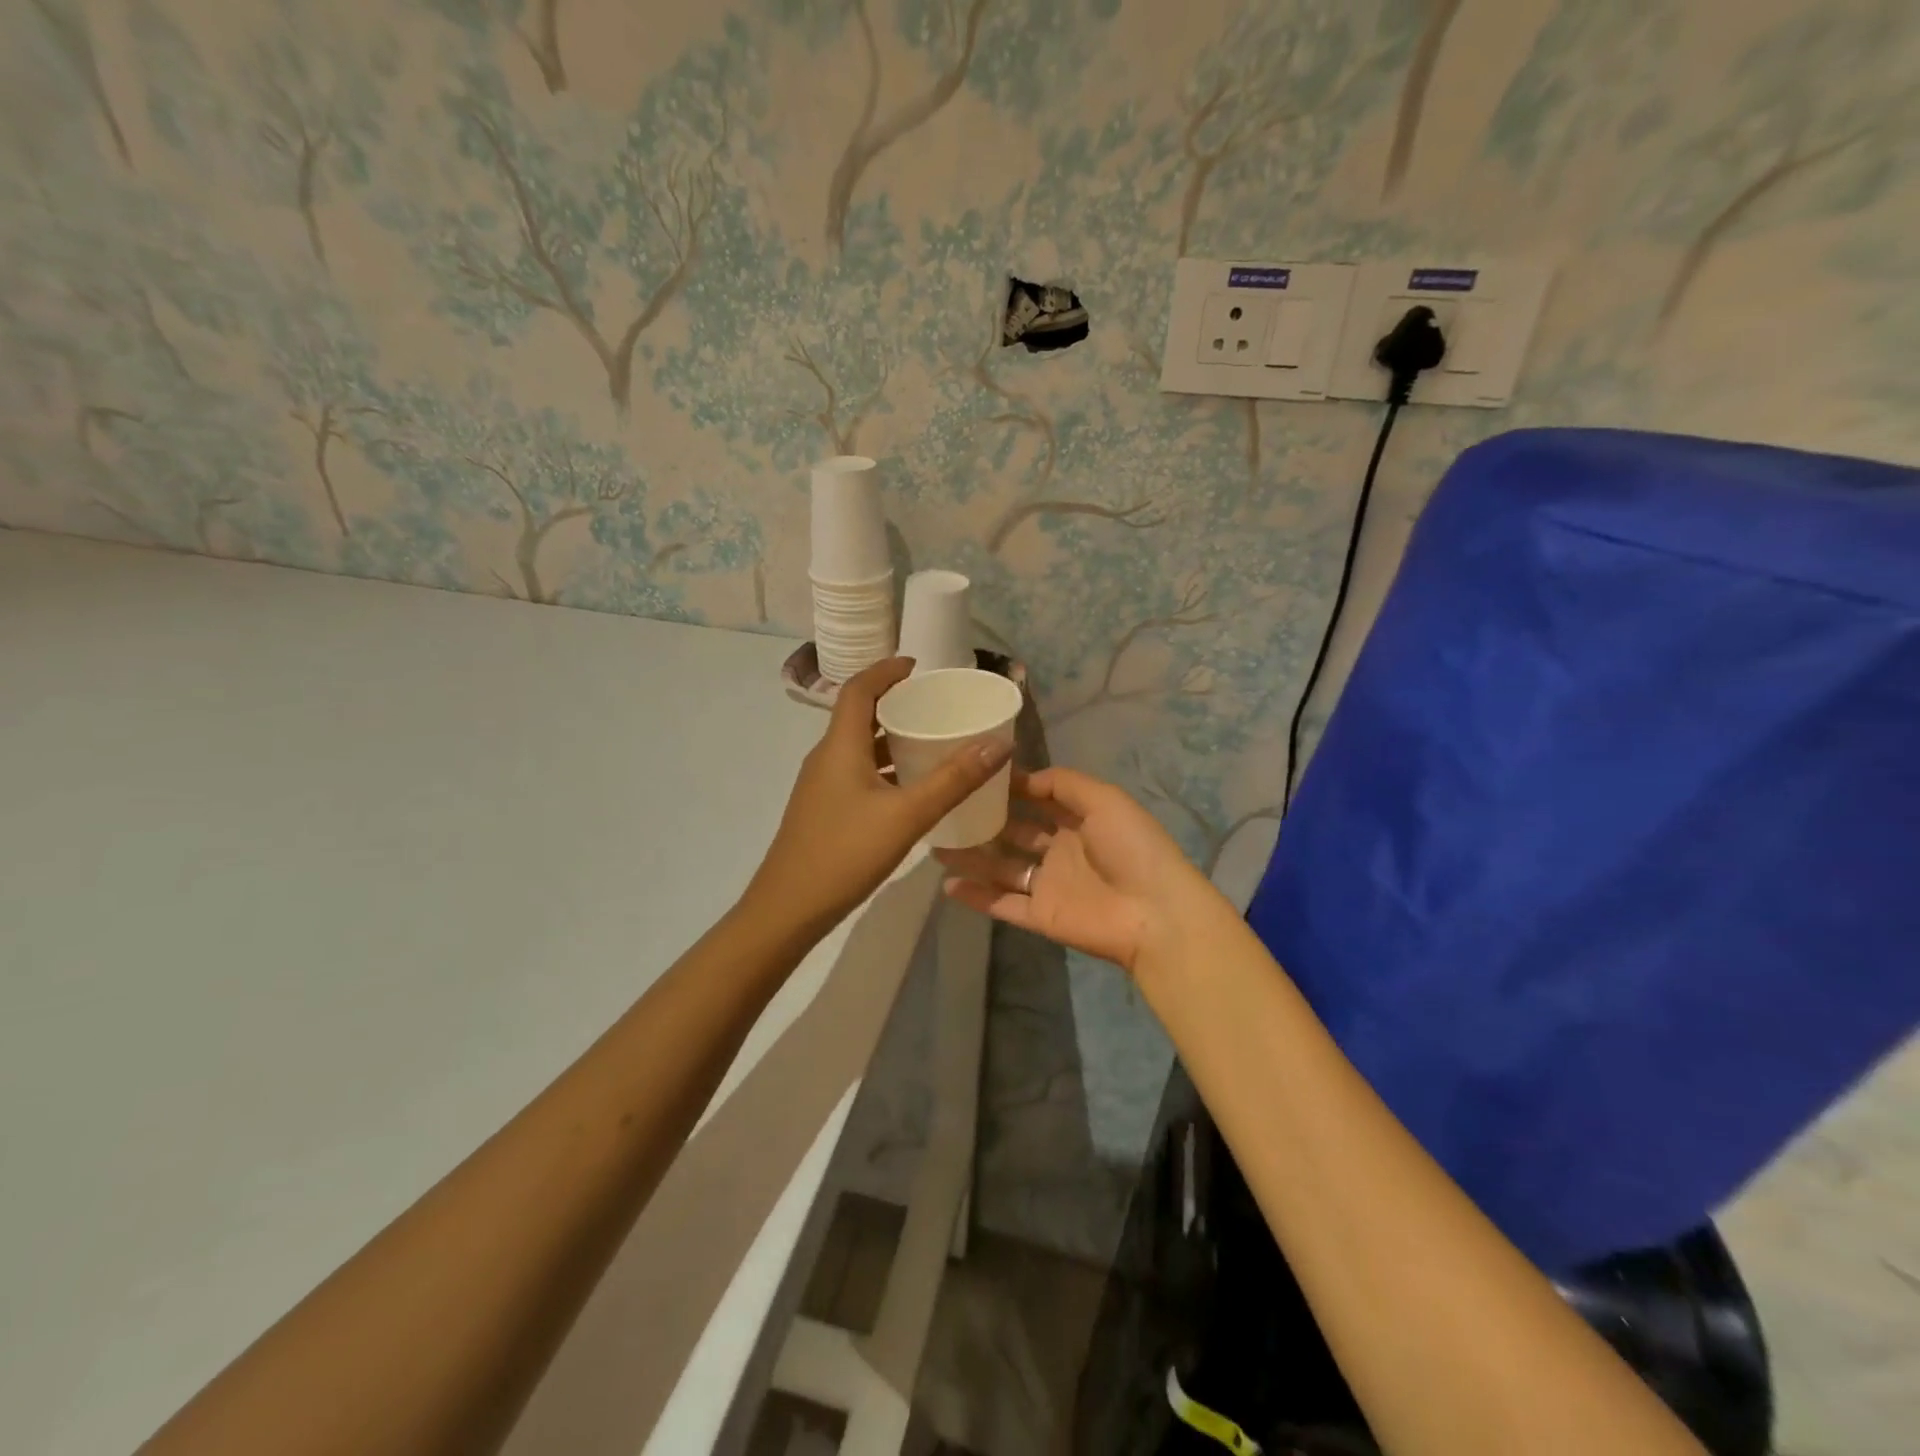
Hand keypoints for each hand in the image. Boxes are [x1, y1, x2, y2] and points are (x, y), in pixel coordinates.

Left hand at [745, 658, 1011, 939]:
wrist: (788, 909)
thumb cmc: (845, 854)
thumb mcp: (906, 815)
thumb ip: (953, 780)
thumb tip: (998, 743)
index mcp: (840, 746)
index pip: (859, 689)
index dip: (886, 670)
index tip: (917, 665)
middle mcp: (827, 757)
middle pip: (859, 715)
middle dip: (895, 702)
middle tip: (935, 704)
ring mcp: (822, 785)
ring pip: (859, 747)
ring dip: (891, 737)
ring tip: (931, 740)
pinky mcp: (825, 809)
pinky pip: (858, 772)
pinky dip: (885, 766)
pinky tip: (912, 788)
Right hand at [934, 767, 1216, 976]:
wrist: (1154, 913)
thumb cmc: (1132, 848)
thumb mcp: (1104, 799)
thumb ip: (1064, 784)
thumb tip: (1024, 777)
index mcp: (1079, 821)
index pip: (1038, 800)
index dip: (1011, 788)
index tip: (976, 774)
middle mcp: (1060, 851)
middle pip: (1015, 833)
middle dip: (985, 820)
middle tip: (946, 807)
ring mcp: (1049, 885)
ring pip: (1001, 867)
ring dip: (972, 856)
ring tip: (935, 842)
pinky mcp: (1040, 916)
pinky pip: (1002, 904)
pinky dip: (976, 896)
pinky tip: (946, 883)